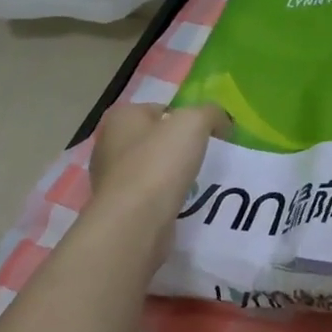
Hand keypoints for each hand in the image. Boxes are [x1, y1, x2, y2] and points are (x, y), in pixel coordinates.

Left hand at [89, 102, 228, 226]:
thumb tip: (221, 121)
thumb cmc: (159, 164)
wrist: (134, 222)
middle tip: (205, 159)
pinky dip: (165, 198)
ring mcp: (111, 178)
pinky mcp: (119, 207)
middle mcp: (110, 144)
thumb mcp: (194, 123)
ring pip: (153, 169)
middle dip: (180, 148)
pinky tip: (181, 204)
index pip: (162, 109)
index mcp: (122, 117)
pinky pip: (149, 195)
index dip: (187, 119)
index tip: (208, 136)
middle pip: (156, 139)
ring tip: (197, 184)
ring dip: (173, 175)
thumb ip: (211, 113)